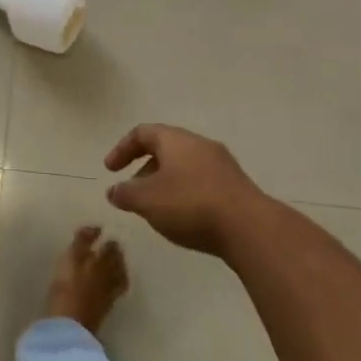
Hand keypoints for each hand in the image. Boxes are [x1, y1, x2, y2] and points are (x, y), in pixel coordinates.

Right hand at [104, 124, 272, 256]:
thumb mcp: (146, 200)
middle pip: (165, 149)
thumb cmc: (190, 204)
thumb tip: (114, 191)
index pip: (142, 133)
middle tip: (133, 192)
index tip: (110, 170)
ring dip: (165, 183)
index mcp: (175, 140)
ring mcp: (222, 165)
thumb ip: (125, 194)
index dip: (122, 149)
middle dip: (144, 169)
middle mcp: (200, 144)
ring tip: (156, 209)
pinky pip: (202, 182)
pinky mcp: (236, 186)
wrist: (249, 228)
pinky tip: (184, 218)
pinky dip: (185, 194)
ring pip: (184, 167)